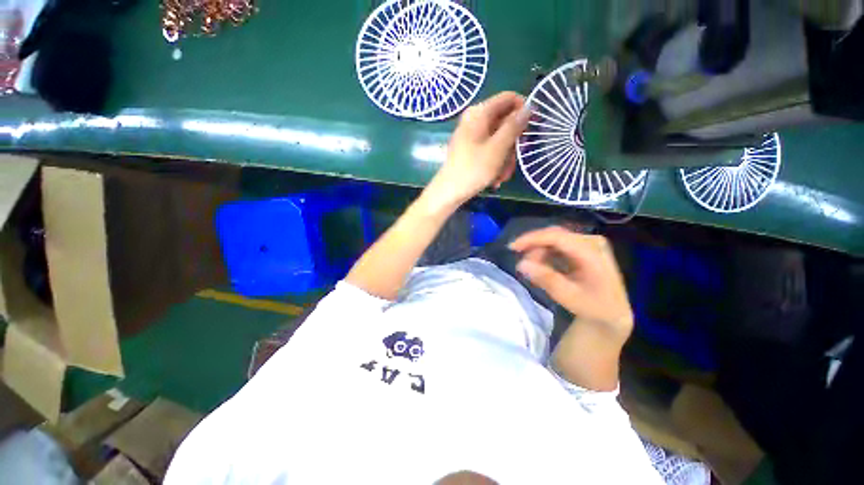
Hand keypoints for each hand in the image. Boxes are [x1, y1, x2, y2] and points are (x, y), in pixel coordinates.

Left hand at [426, 92, 529, 205]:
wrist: (449, 192)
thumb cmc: (473, 169)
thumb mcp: (498, 148)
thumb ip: (513, 126)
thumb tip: (528, 107)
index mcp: (479, 113)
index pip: (508, 98)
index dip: (523, 110)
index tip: (532, 128)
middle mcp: (475, 120)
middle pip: (504, 123)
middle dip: (513, 145)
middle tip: (514, 162)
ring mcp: (471, 136)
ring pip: (499, 140)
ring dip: (505, 159)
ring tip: (502, 177)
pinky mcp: (470, 149)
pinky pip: (489, 150)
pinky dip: (495, 163)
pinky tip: (495, 179)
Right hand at [510, 227, 633, 341]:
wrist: (612, 313)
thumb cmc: (592, 307)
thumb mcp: (568, 296)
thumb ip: (546, 278)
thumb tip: (521, 264)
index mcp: (592, 251)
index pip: (557, 237)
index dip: (532, 239)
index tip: (513, 247)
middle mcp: (591, 241)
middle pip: (554, 235)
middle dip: (534, 247)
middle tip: (523, 265)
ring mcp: (587, 243)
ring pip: (553, 239)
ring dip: (539, 253)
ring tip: (535, 271)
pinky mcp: (583, 247)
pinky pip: (557, 245)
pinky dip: (546, 255)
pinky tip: (543, 268)